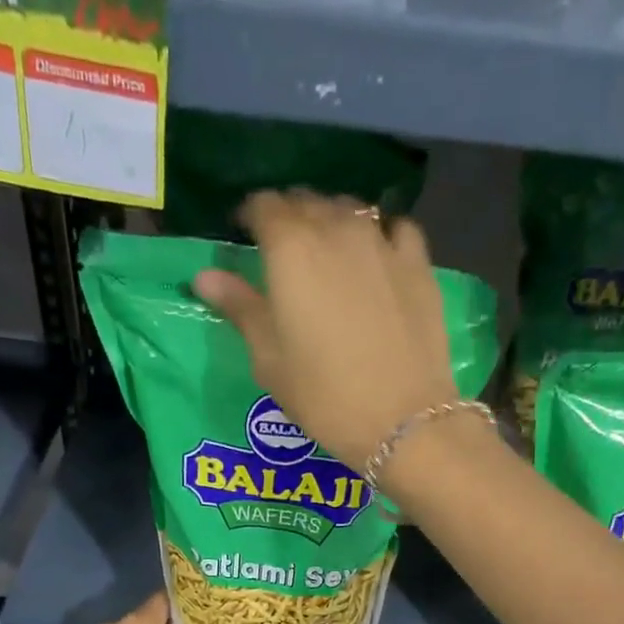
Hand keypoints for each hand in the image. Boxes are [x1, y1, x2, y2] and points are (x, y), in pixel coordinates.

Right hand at [192, 191, 458, 467]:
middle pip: (307, 203)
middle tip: (285, 252)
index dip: (250, 216)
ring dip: (333, 221)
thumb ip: (241, 308)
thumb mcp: (270, 361)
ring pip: (351, 210)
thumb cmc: (324, 396)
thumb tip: (204, 276)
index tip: (245, 235)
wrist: (401, 420)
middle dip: (291, 218)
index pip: (263, 206)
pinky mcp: (418, 263)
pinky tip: (378, 257)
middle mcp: (336, 229)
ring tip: (329, 253)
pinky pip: (396, 229)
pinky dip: (381, 235)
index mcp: (290, 248)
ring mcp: (382, 242)